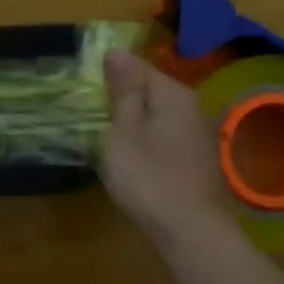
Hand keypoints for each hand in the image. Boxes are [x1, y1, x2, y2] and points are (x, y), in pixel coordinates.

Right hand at [101, 51, 229, 248]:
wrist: (190, 231)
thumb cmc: (149, 177)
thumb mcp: (125, 131)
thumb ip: (123, 92)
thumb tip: (118, 52)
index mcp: (173, 94)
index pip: (138, 67)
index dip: (110, 73)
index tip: (85, 87)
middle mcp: (192, 108)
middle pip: (151, 92)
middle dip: (123, 97)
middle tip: (91, 111)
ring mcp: (197, 136)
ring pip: (158, 117)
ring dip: (134, 122)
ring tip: (107, 134)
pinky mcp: (196, 162)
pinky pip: (165, 140)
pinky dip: (147, 143)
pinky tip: (133, 159)